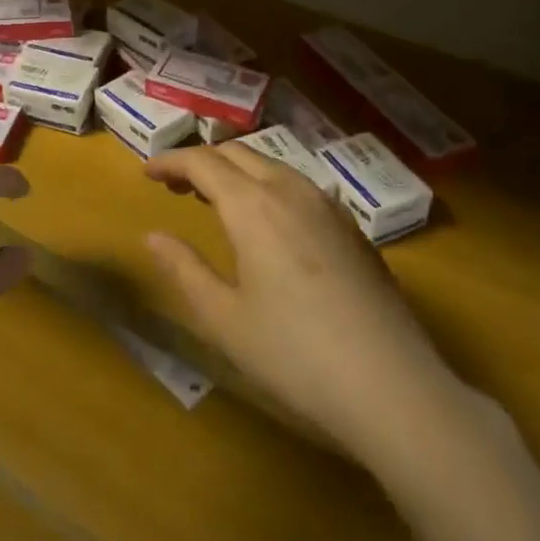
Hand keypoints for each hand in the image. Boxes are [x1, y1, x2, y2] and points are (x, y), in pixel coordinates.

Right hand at [143, 144, 475, 468]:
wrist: (393, 386)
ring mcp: (328, 206)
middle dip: (202, 161)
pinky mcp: (352, 228)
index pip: (203, 162)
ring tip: (217, 198)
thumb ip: (184, 269)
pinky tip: (269, 221)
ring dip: (237, 171)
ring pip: (272, 166)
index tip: (147, 172)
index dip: (171, 161)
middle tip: (175, 185)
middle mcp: (290, 191)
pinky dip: (268, 185)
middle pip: (238, 154)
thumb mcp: (225, 318)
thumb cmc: (294, 355)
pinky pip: (299, 185)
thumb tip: (153, 236)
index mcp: (252, 206)